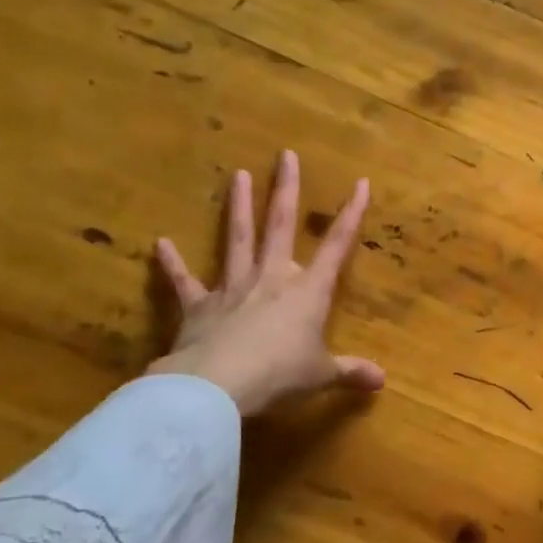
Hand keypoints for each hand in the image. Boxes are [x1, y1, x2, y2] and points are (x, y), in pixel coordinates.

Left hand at [147, 150, 384, 415]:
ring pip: (237, 239)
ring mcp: (233, 288)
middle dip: (286, 190)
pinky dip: (172, 263)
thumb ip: (349, 372)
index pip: (337, 246)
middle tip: (285, 156)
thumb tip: (382, 381)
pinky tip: (160, 243)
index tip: (361, 183)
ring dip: (237, 207)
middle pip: (280, 226)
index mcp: (307, 292)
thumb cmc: (279, 375)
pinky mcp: (198, 307)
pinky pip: (184, 282)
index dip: (351, 214)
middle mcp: (272, 278)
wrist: (218, 386)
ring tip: (236, 174)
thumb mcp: (320, 376)